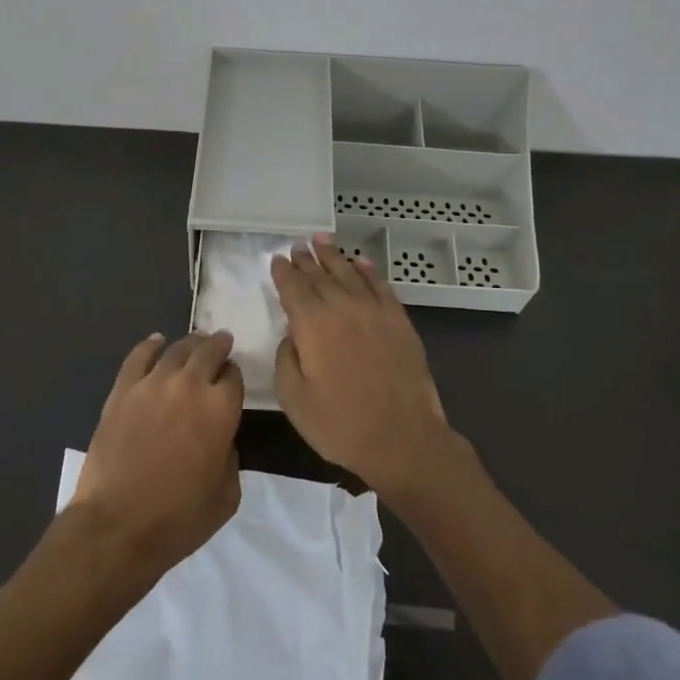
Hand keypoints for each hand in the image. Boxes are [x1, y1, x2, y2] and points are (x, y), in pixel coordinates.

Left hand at [71, 331, 244, 573]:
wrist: (117, 525)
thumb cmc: (178, 518)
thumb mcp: (226, 496)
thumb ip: (230, 457)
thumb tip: (220, 439)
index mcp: (221, 410)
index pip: (234, 377)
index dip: (234, 376)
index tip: (231, 379)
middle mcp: (190, 386)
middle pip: (208, 352)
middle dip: (218, 345)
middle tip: (221, 341)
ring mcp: (152, 384)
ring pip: (176, 349)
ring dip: (190, 343)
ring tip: (195, 341)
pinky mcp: (122, 391)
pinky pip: (138, 357)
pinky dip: (150, 345)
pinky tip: (157, 341)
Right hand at [271, 239, 459, 502]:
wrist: (403, 439)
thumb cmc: (341, 424)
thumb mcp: (294, 399)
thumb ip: (286, 359)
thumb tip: (291, 335)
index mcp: (313, 324)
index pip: (293, 287)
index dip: (283, 272)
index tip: (277, 259)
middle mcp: (343, 307)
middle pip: (320, 275)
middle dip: (306, 259)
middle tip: (297, 245)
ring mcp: (375, 311)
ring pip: (350, 273)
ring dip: (334, 256)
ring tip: (321, 240)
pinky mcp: (399, 321)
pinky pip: (381, 286)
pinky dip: (369, 271)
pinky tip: (361, 262)